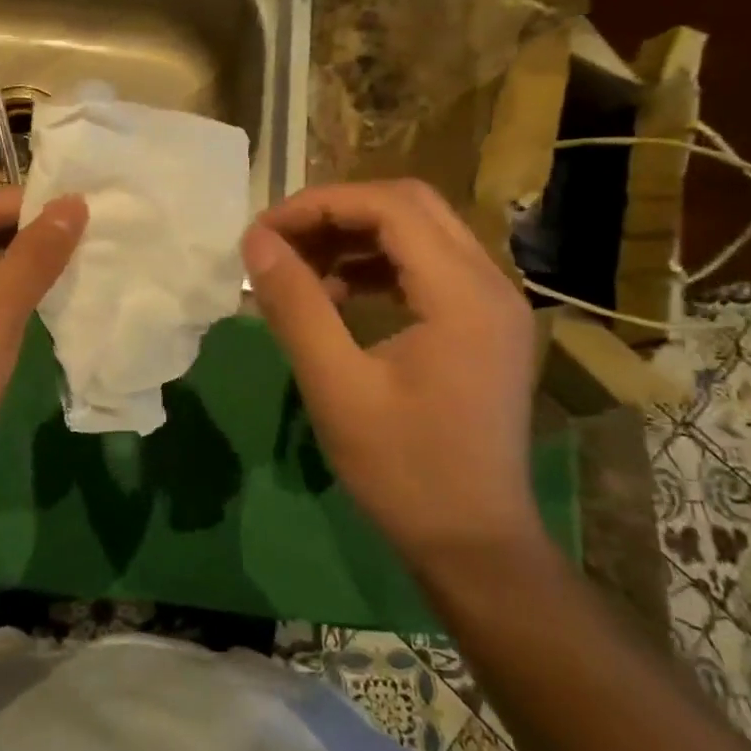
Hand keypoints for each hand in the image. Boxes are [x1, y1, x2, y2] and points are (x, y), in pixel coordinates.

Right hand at [240, 180, 541, 566]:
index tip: (263, 232)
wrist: (475, 544)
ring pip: (420, 232)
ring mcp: (494, 303)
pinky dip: (379, 265)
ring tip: (302, 269)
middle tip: (281, 243)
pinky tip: (339, 295)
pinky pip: (429, 267)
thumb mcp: (336, 387)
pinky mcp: (486, 324)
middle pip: (410, 206)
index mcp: (463, 294)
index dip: (319, 206)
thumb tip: (256, 242)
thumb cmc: (403, 471)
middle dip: (337, 213)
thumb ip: (295, 305)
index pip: (389, 207)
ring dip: (357, 237)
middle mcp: (490, 283)